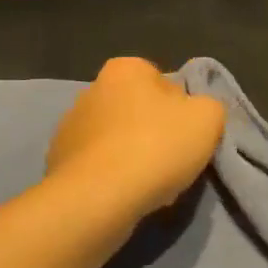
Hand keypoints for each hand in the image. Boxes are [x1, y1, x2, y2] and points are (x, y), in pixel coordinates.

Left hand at [47, 58, 226, 220]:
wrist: (98, 198)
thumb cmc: (155, 146)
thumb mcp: (208, 118)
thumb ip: (209, 106)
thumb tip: (194, 113)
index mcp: (125, 69)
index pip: (163, 82)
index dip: (181, 110)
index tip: (188, 136)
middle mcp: (92, 88)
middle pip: (138, 110)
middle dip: (155, 133)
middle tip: (173, 162)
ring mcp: (70, 125)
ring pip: (117, 139)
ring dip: (133, 156)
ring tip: (150, 186)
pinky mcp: (58, 161)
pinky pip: (98, 165)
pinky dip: (111, 177)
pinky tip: (124, 196)